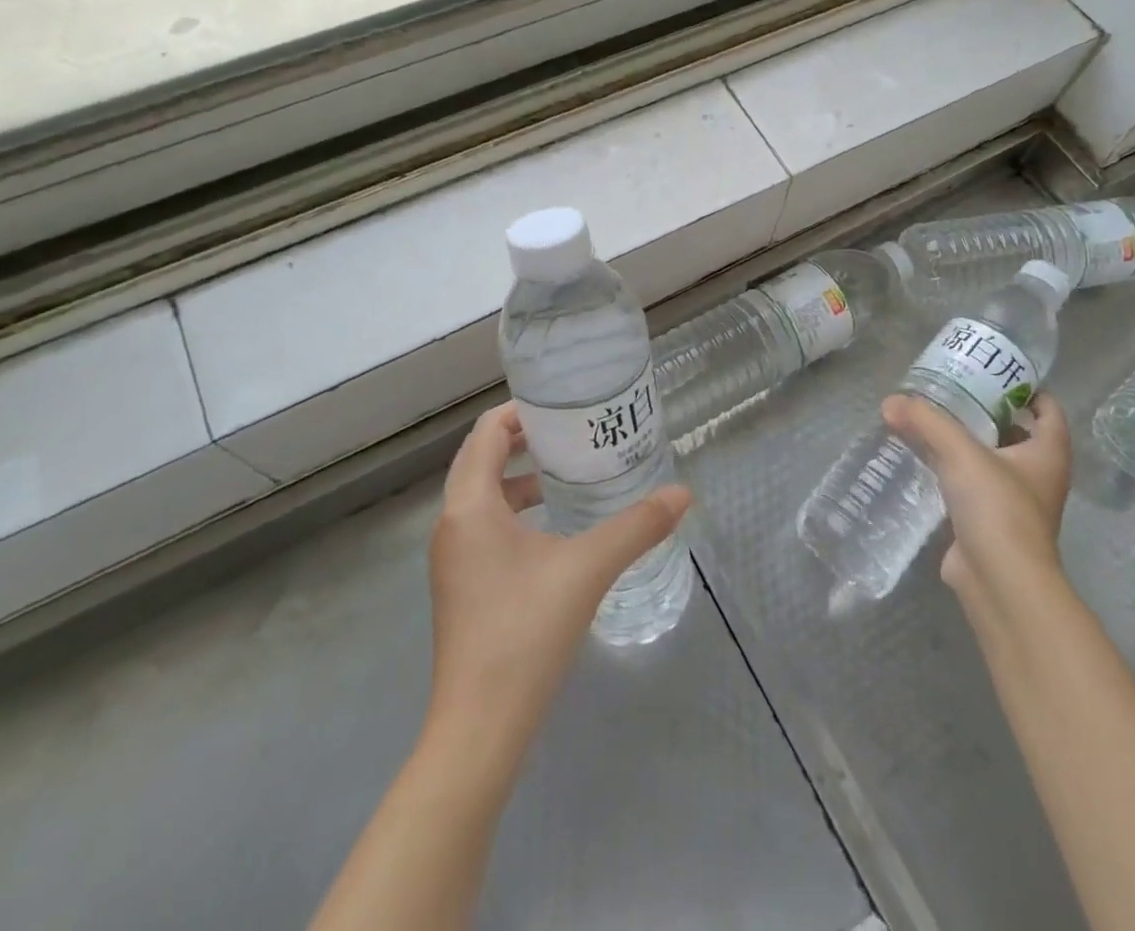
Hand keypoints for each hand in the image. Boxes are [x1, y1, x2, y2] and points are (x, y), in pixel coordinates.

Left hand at [426, 402, 691, 742]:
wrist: (478, 729)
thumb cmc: (525, 633)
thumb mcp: (587, 569)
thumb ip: (637, 526)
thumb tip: (683, 494)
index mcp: (469, 506)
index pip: (486, 434)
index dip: (518, 411)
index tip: (560, 404)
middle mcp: (451, 524)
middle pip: (481, 460)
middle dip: (522, 439)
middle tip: (571, 431)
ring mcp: (452, 559)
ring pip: (481, 496)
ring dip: (518, 477)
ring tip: (566, 472)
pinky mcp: (461, 586)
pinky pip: (484, 526)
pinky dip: (514, 511)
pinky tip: (553, 529)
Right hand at [881, 391, 1070, 620]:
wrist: (1001, 582)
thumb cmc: (997, 508)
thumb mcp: (960, 453)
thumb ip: (925, 422)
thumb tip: (890, 402)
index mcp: (1048, 453)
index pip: (1049, 410)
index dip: (1026, 388)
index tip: (992, 373)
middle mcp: (1038, 476)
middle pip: (1018, 433)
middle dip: (988, 412)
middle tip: (952, 391)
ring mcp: (1016, 503)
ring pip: (992, 461)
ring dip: (968, 443)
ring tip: (932, 421)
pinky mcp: (990, 524)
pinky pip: (972, 487)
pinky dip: (953, 472)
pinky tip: (925, 461)